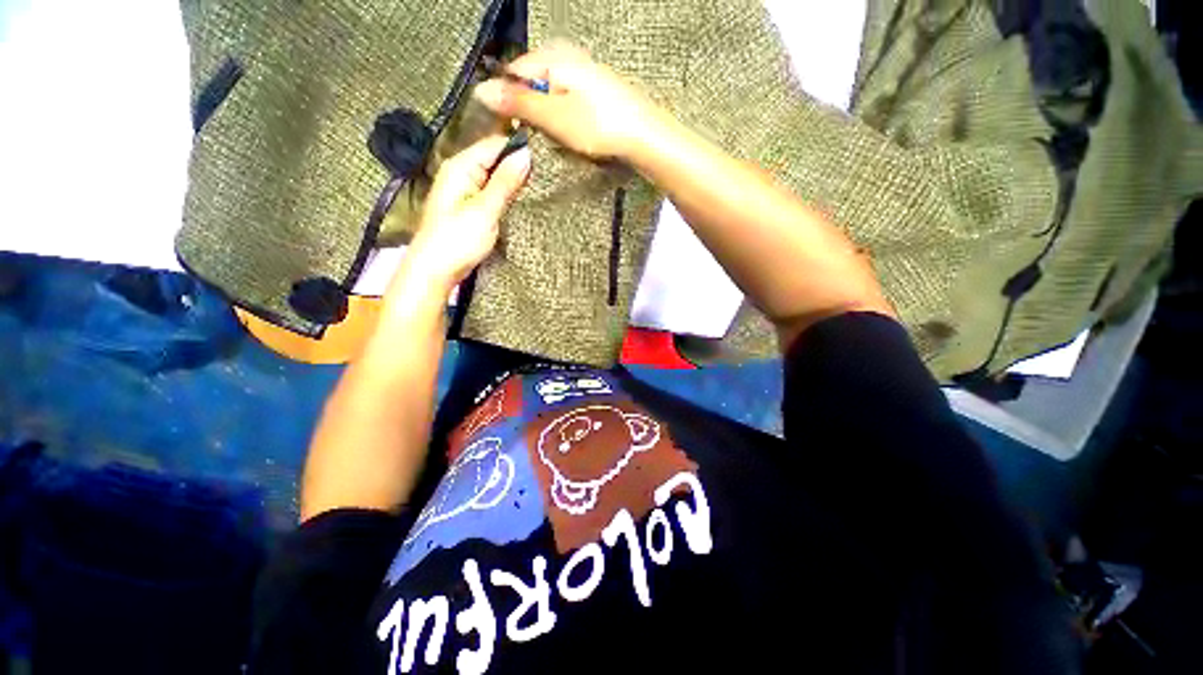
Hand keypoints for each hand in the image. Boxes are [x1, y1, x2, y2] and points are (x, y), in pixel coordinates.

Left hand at [393, 134, 530, 294]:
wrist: (436, 269)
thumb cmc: (458, 240)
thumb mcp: (485, 210)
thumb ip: (505, 182)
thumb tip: (526, 154)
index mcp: (461, 166)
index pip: (495, 144)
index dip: (519, 148)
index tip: (545, 158)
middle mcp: (461, 172)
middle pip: (494, 158)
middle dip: (517, 165)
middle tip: (544, 174)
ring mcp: (464, 189)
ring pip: (494, 176)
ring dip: (513, 181)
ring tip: (538, 186)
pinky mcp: (469, 206)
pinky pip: (491, 191)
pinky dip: (505, 194)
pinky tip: (520, 199)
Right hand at [473, 43, 664, 159]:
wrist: (643, 136)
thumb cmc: (597, 126)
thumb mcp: (552, 116)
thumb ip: (517, 103)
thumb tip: (481, 91)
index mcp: (552, 56)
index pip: (512, 73)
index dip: (507, 101)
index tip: (510, 127)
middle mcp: (566, 55)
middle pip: (531, 83)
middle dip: (530, 111)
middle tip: (541, 135)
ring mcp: (582, 72)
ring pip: (549, 95)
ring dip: (548, 118)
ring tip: (561, 136)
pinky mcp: (594, 90)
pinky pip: (567, 102)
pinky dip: (565, 118)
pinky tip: (575, 132)